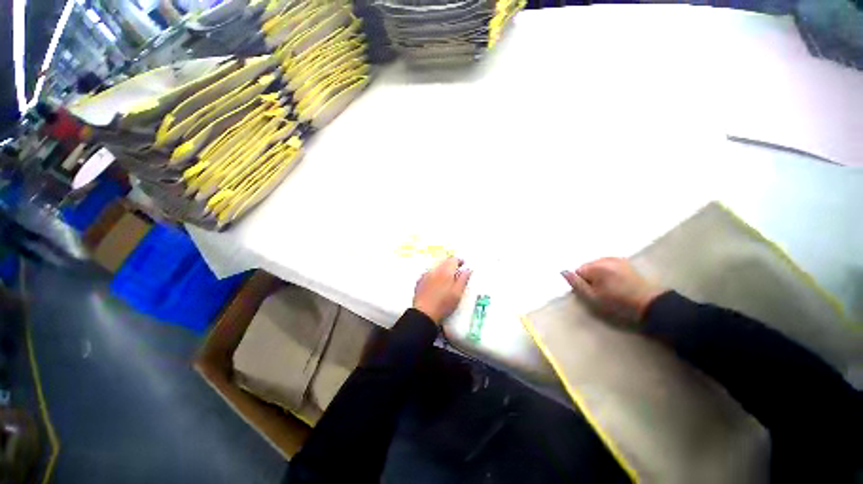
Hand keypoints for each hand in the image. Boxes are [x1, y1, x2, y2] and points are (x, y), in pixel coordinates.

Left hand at [413, 257, 471, 323]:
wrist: (424, 313)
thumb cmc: (444, 304)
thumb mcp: (457, 293)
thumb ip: (463, 279)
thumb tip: (468, 269)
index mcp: (445, 271)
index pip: (454, 259)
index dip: (460, 261)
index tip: (464, 265)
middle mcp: (435, 270)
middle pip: (444, 261)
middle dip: (451, 264)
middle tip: (457, 272)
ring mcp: (425, 275)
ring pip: (436, 267)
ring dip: (442, 269)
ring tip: (447, 278)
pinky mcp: (420, 281)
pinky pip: (428, 273)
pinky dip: (434, 275)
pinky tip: (436, 283)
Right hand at [562, 257, 664, 325]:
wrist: (650, 304)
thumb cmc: (619, 303)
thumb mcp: (593, 298)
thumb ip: (576, 284)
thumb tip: (563, 271)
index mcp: (596, 267)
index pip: (578, 271)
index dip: (583, 283)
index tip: (593, 292)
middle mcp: (605, 259)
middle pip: (588, 266)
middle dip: (590, 277)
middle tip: (601, 291)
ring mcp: (616, 259)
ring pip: (597, 265)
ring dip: (599, 274)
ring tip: (610, 287)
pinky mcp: (625, 262)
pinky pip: (608, 264)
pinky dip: (608, 271)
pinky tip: (616, 282)